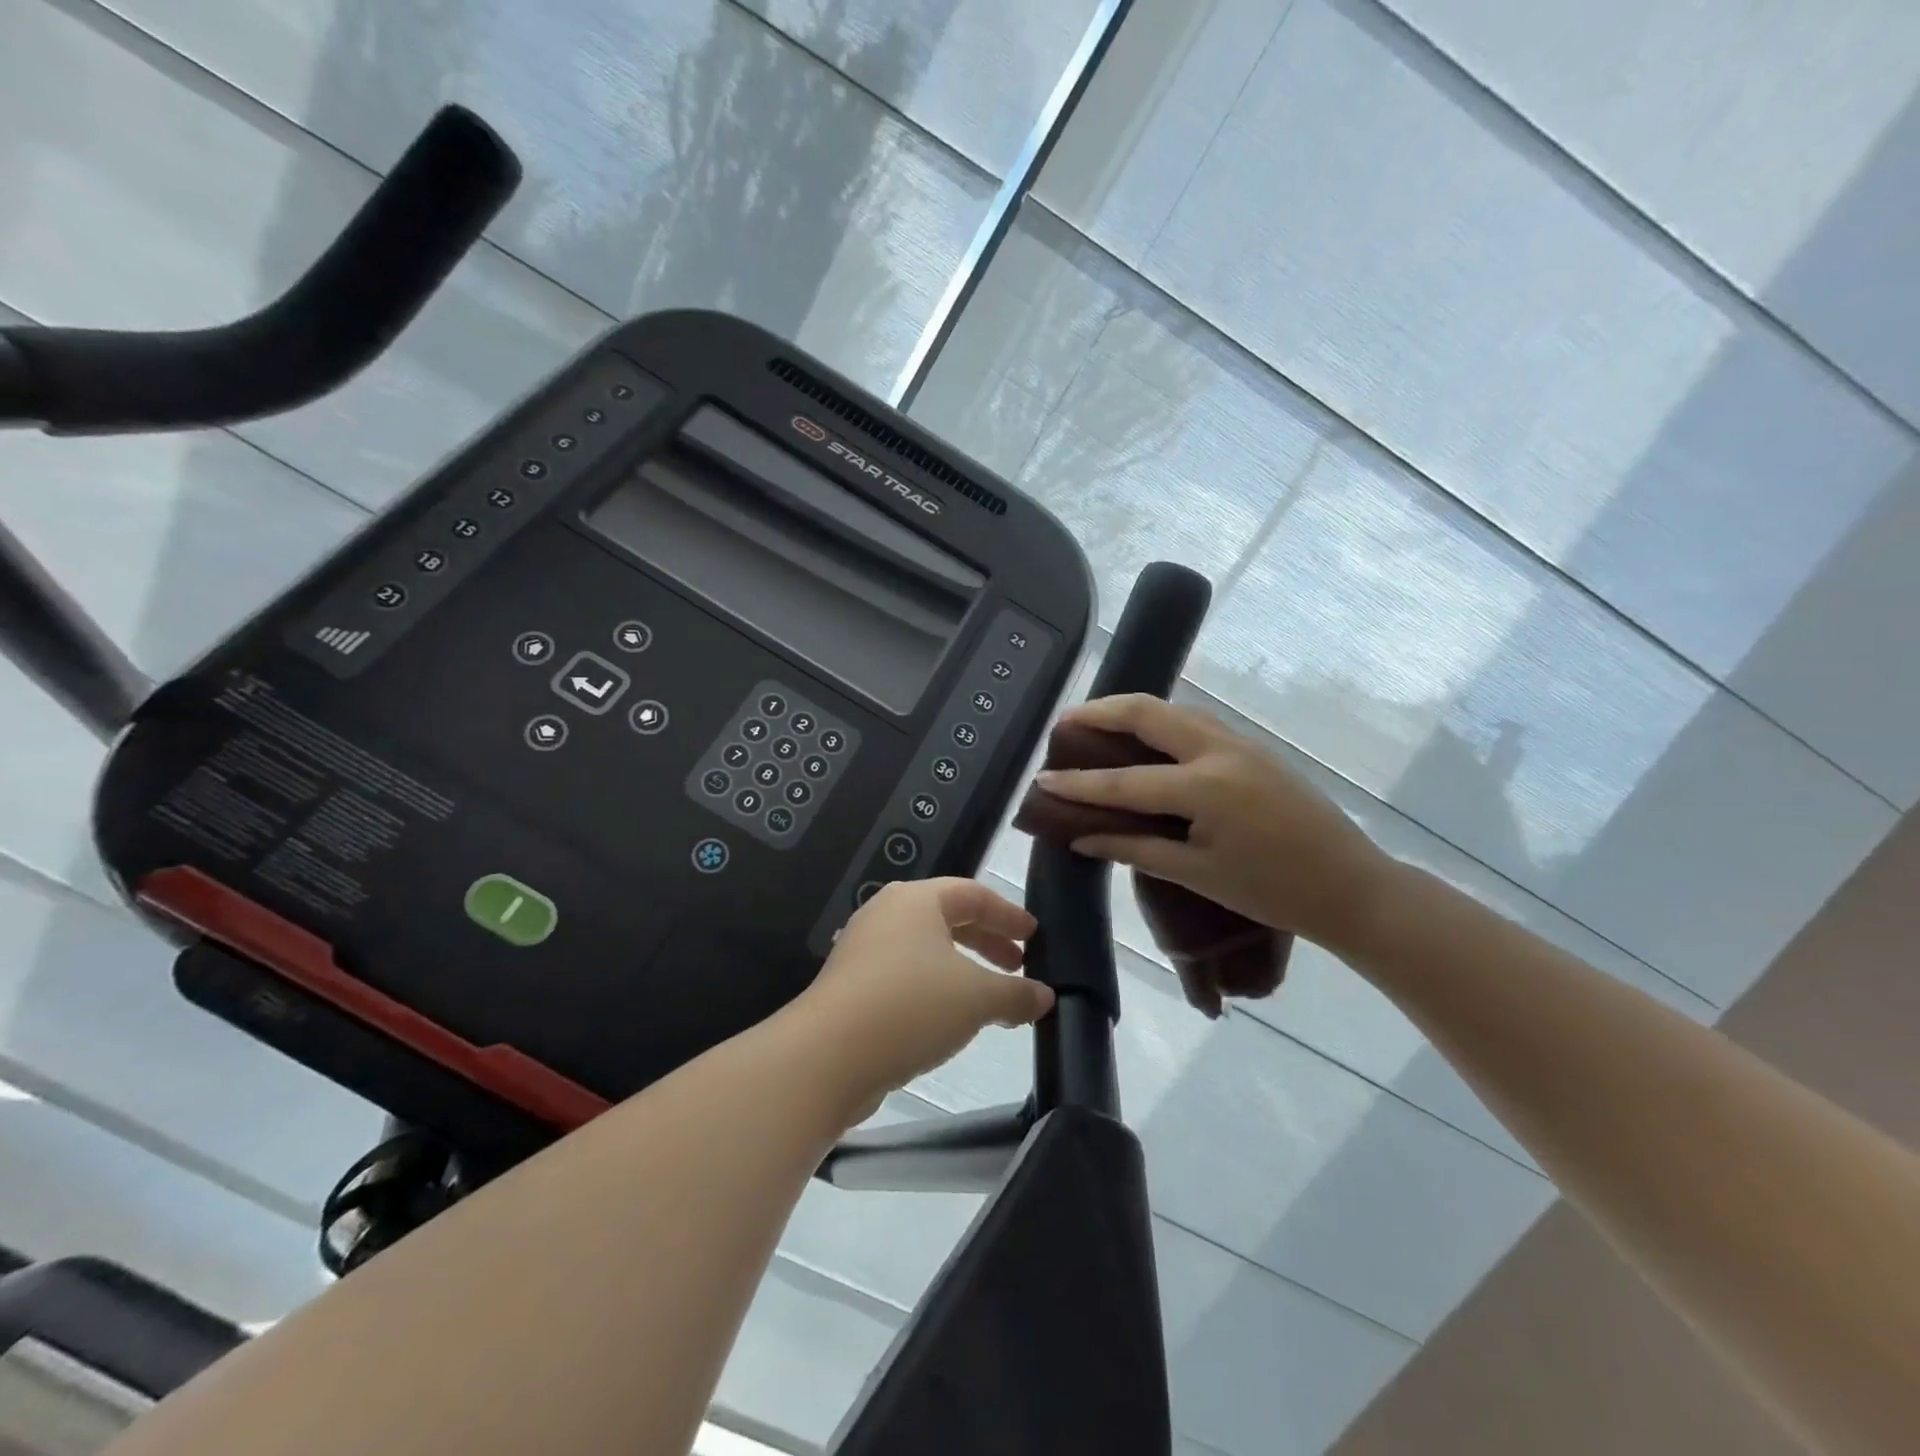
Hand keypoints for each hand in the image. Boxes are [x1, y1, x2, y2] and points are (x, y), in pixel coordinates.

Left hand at [794, 879, 1054, 1119]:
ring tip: (991, 999)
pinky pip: (906, 977)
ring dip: (963, 970)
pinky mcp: (851, 987)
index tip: (1034, 936)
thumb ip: (1016, 993)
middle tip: (1018, 966)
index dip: (1008, 914)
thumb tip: (1045, 995)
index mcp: (915, 900)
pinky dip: (936, 990)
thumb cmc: (910, 1006)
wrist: (827, 1057)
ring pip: (926, 951)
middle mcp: (886, 915)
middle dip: (987, 942)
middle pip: (948, 919)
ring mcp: (863, 950)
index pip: (973, 894)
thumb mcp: (977, 997)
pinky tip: (951, 1021)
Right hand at [1037, 695, 1391, 950]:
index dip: (1079, 782)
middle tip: (1066, 723)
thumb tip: (1083, 836)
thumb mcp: (1198, 875)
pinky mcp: (1255, 748)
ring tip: (1098, 724)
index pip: (1125, 780)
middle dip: (1102, 712)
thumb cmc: (1272, 891)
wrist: (1351, 887)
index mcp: (1205, 788)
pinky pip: (1197, 723)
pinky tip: (1147, 740)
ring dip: (1133, 711)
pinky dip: (1162, 722)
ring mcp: (1242, 744)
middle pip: (1149, 713)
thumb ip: (1135, 848)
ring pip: (1176, 711)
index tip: (1042, 777)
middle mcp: (1221, 751)